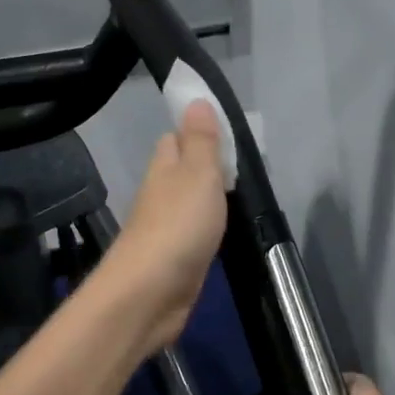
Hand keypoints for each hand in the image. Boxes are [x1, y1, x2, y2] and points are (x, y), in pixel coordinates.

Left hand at [101, 100, 227, 353]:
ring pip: (190, 203)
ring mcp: (166, 229)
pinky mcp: (175, 260)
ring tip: (244, 197)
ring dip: (210, 200)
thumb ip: (201, 141)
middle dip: (208, 167)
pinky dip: (210, 230)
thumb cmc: (177, 226)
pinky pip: (195, 234)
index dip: (198, 133)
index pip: (176, 138)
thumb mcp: (197, 174)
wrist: (149, 295)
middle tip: (246, 168)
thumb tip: (195, 100)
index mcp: (163, 168)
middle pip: (183, 172)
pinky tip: (227, 233)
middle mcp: (160, 194)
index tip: (229, 135)